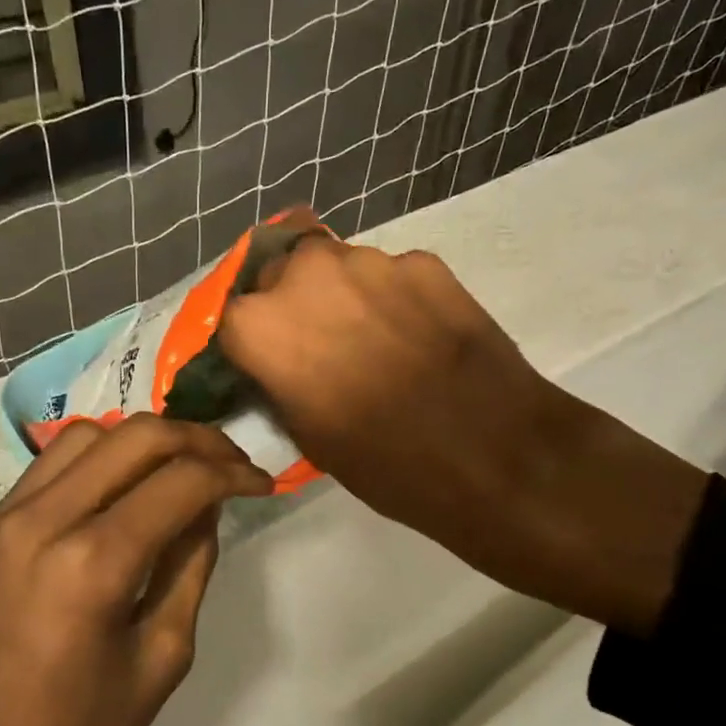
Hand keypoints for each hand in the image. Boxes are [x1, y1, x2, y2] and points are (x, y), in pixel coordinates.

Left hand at [0, 415, 270, 725]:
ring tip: (173, 472)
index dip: (233, 472)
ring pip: (82, 439)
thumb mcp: (160, 660)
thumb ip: (189, 568)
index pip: (180, 481)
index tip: (261, 483)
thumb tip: (205, 507)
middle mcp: (38, 523)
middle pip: (133, 436)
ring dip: (139, 444)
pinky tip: (111, 503)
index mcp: (91, 565)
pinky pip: (40, 477)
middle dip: (196, 439)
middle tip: (229, 463)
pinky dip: (90, 471)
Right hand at [219, 226, 707, 633]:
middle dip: (286, 304)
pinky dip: (388, 298)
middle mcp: (307, 275)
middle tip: (311, 345)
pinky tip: (413, 337)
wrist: (496, 456)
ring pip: (333, 266)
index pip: (229, 317)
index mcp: (263, 325)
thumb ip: (278, 382)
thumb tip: (276, 365)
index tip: (259, 363)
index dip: (245, 342)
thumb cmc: (386, 464)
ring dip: (336, 295)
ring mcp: (371, 262)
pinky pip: (387, 275)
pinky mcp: (425, 262)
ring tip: (367, 340)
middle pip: (277, 274)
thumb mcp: (307, 436)